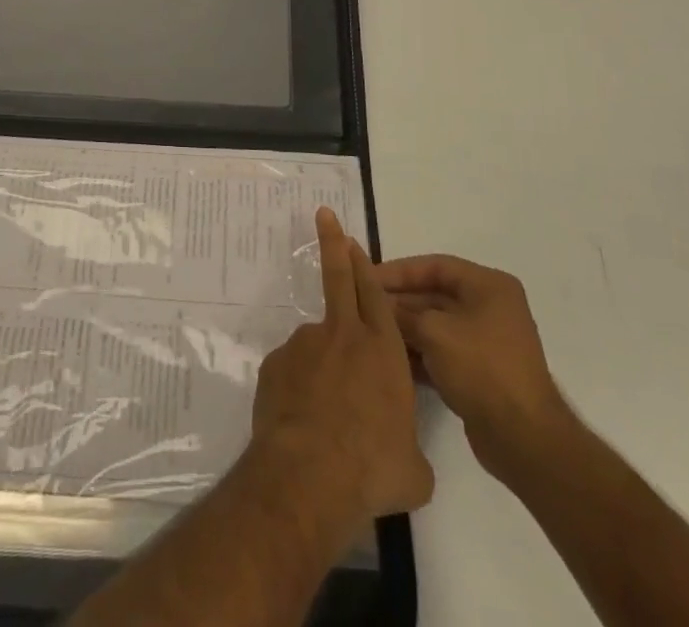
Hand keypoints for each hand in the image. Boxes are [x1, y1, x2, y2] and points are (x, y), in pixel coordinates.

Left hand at [250, 208, 433, 526]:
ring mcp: (305, 345)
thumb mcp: (413, 469)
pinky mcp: (275, 364)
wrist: (310, 473)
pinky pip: (291, 372)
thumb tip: (405, 457)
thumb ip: (410, 449)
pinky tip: (301, 424)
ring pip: (315, 345)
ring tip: (325, 421)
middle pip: (339, 279)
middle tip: (324, 216)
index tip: (352, 239)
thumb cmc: (373, 468)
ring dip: (321, 369)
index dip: (364, 265)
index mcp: (383, 350)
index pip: (375, 294)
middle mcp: (343, 336)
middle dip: (333, 244)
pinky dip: (297, 389)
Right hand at [376, 254, 572, 484]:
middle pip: (434, 295)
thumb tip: (377, 303)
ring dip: (405, 329)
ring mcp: (486, 342)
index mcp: (488, 286)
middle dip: (399, 302)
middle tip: (362, 307)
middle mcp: (490, 308)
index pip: (434, 266)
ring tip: (369, 333)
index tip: (366, 277)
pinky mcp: (480, 372)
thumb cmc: (482, 369)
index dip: (399, 270)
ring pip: (436, 325)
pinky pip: (442, 352)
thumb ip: (402, 313)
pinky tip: (390, 360)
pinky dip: (419, 354)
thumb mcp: (434, 332)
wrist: (525, 441)